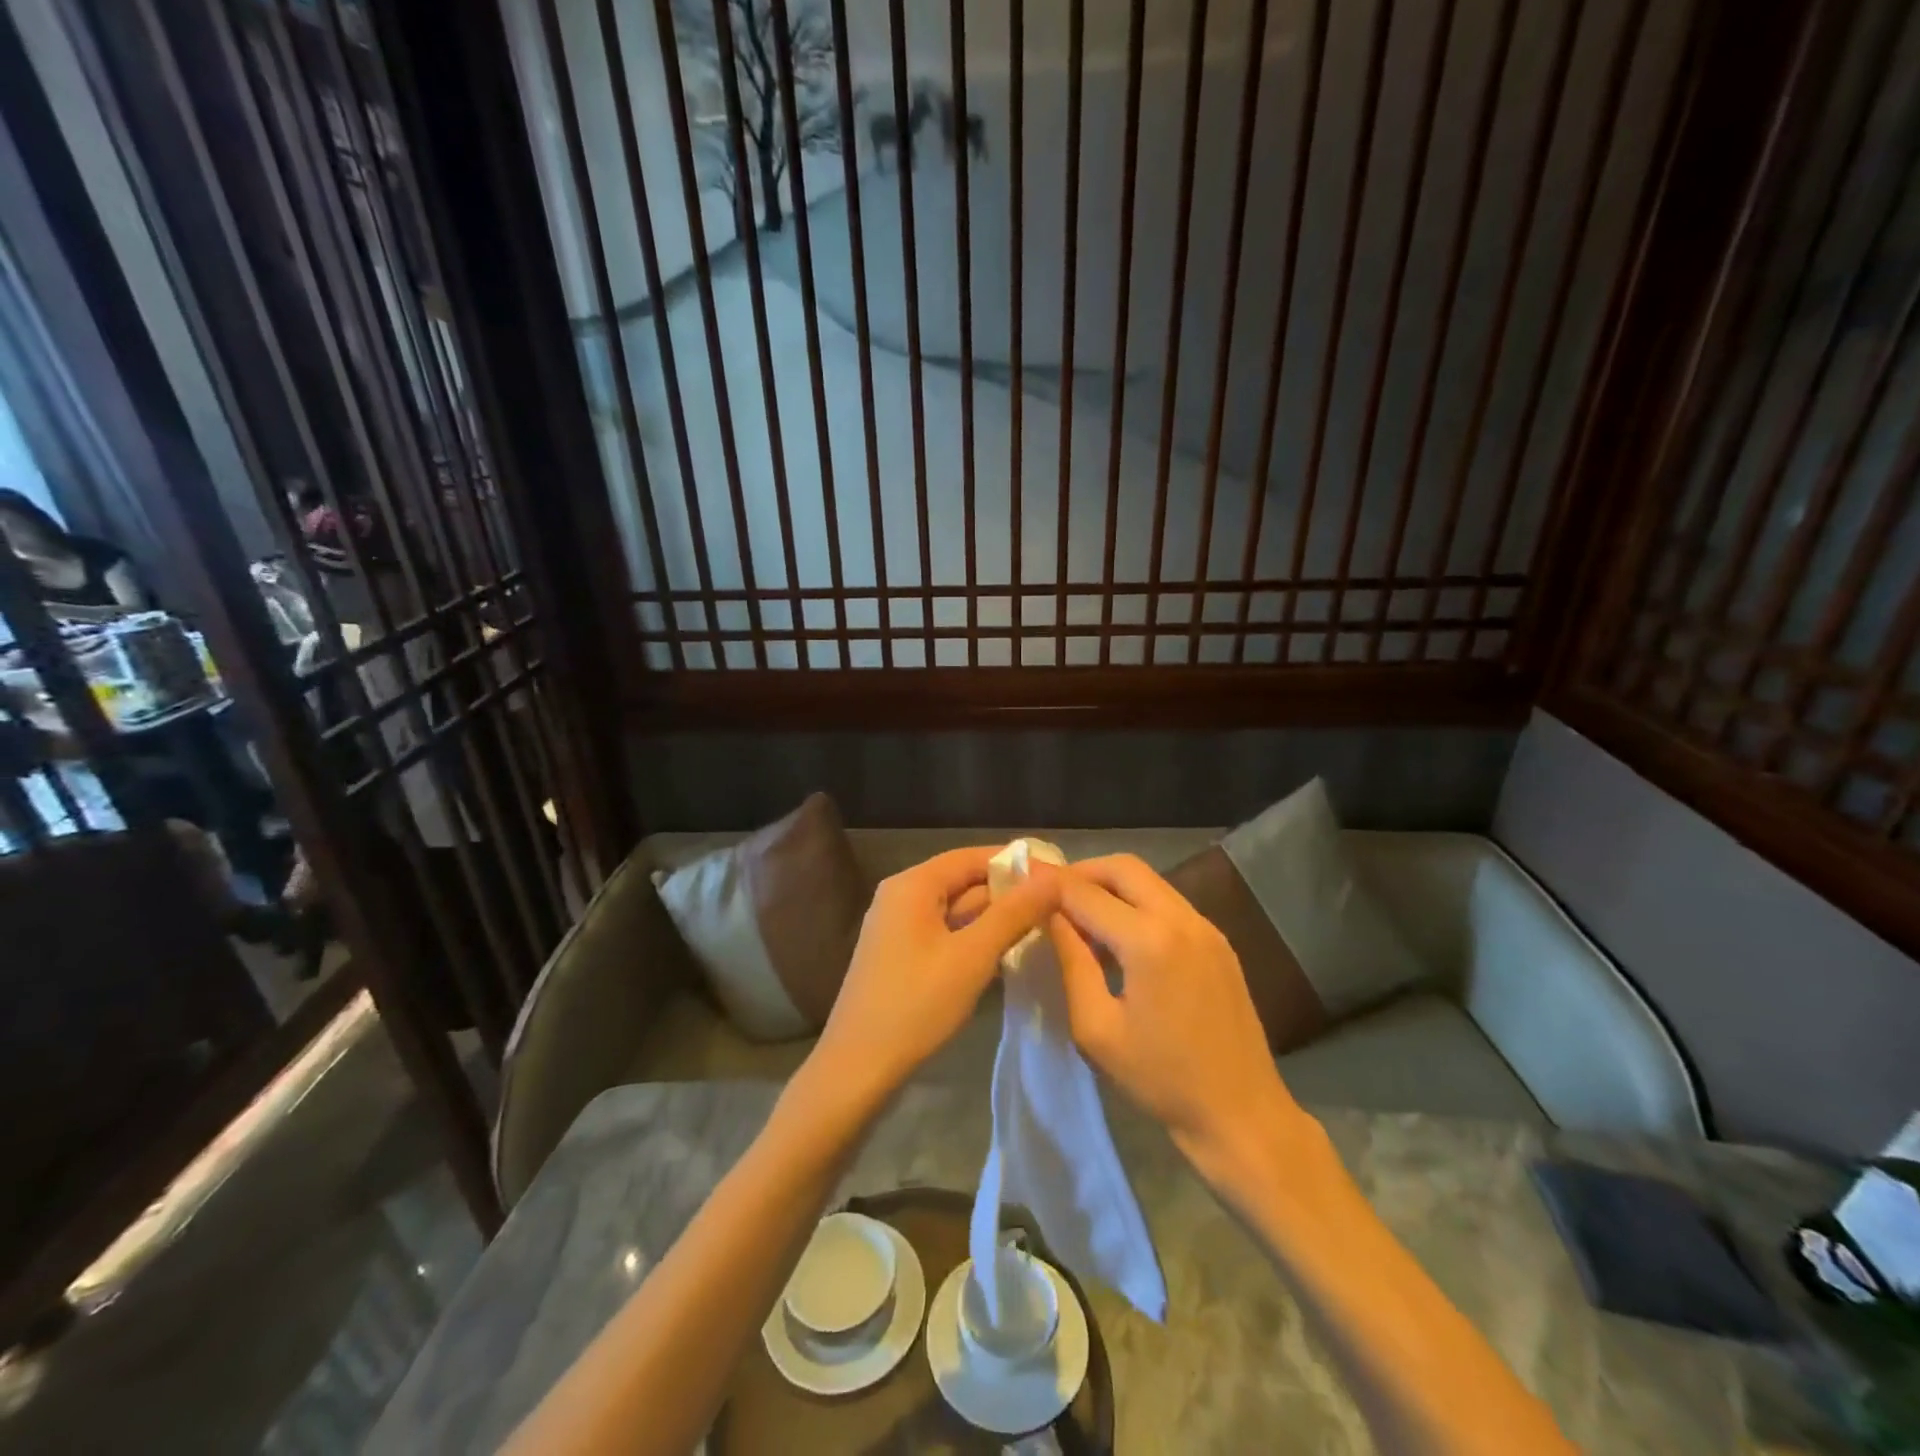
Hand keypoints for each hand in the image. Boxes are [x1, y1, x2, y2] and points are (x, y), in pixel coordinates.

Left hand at [809, 848, 1058, 1108]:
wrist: (858, 1068)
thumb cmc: (916, 1004)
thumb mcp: (973, 956)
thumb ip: (1013, 913)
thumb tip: (1052, 878)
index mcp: (913, 885)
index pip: (971, 857)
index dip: (1014, 862)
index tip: (1056, 874)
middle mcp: (901, 896)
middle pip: (962, 881)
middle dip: (1007, 892)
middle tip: (1057, 905)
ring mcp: (897, 927)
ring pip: (955, 910)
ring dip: (994, 917)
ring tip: (1042, 926)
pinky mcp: (899, 955)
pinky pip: (944, 933)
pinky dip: (973, 937)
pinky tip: (1005, 952)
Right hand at [1049, 856, 1311, 1179]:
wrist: (1241, 1114)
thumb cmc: (1160, 1080)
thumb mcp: (1097, 1028)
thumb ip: (1071, 962)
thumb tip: (1050, 917)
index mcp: (1149, 941)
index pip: (1086, 892)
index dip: (1049, 883)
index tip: (1020, 878)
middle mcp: (1182, 919)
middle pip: (1123, 867)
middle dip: (1082, 872)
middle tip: (1051, 894)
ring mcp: (1206, 927)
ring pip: (1149, 881)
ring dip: (1110, 886)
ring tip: (1079, 915)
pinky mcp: (1219, 941)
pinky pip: (1168, 903)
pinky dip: (1136, 904)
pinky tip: (1119, 936)